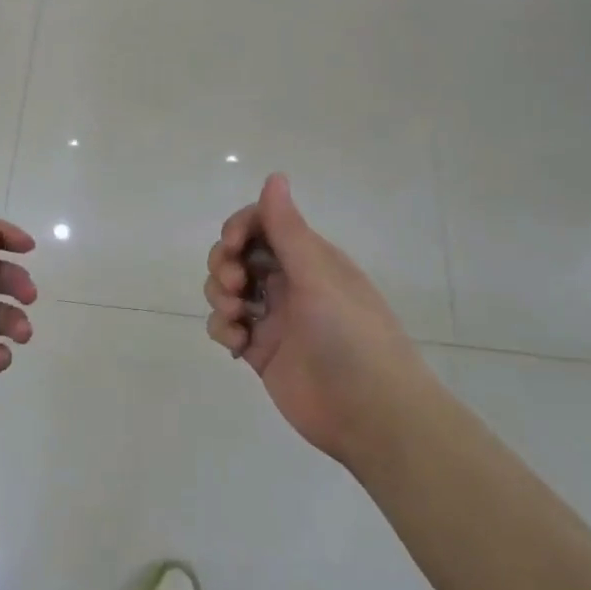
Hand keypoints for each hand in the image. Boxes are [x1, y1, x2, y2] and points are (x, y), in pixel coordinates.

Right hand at [204, 174, 428, 464]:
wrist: (371, 414)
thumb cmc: (350, 336)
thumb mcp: (318, 276)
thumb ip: (288, 229)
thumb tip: (274, 175)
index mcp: (309, 258)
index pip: (263, 223)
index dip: (239, 228)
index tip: (232, 245)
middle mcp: (289, 282)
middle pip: (238, 255)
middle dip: (224, 263)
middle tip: (234, 284)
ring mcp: (273, 317)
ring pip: (227, 290)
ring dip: (220, 295)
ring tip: (236, 317)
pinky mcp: (260, 351)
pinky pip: (227, 326)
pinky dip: (224, 329)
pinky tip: (239, 345)